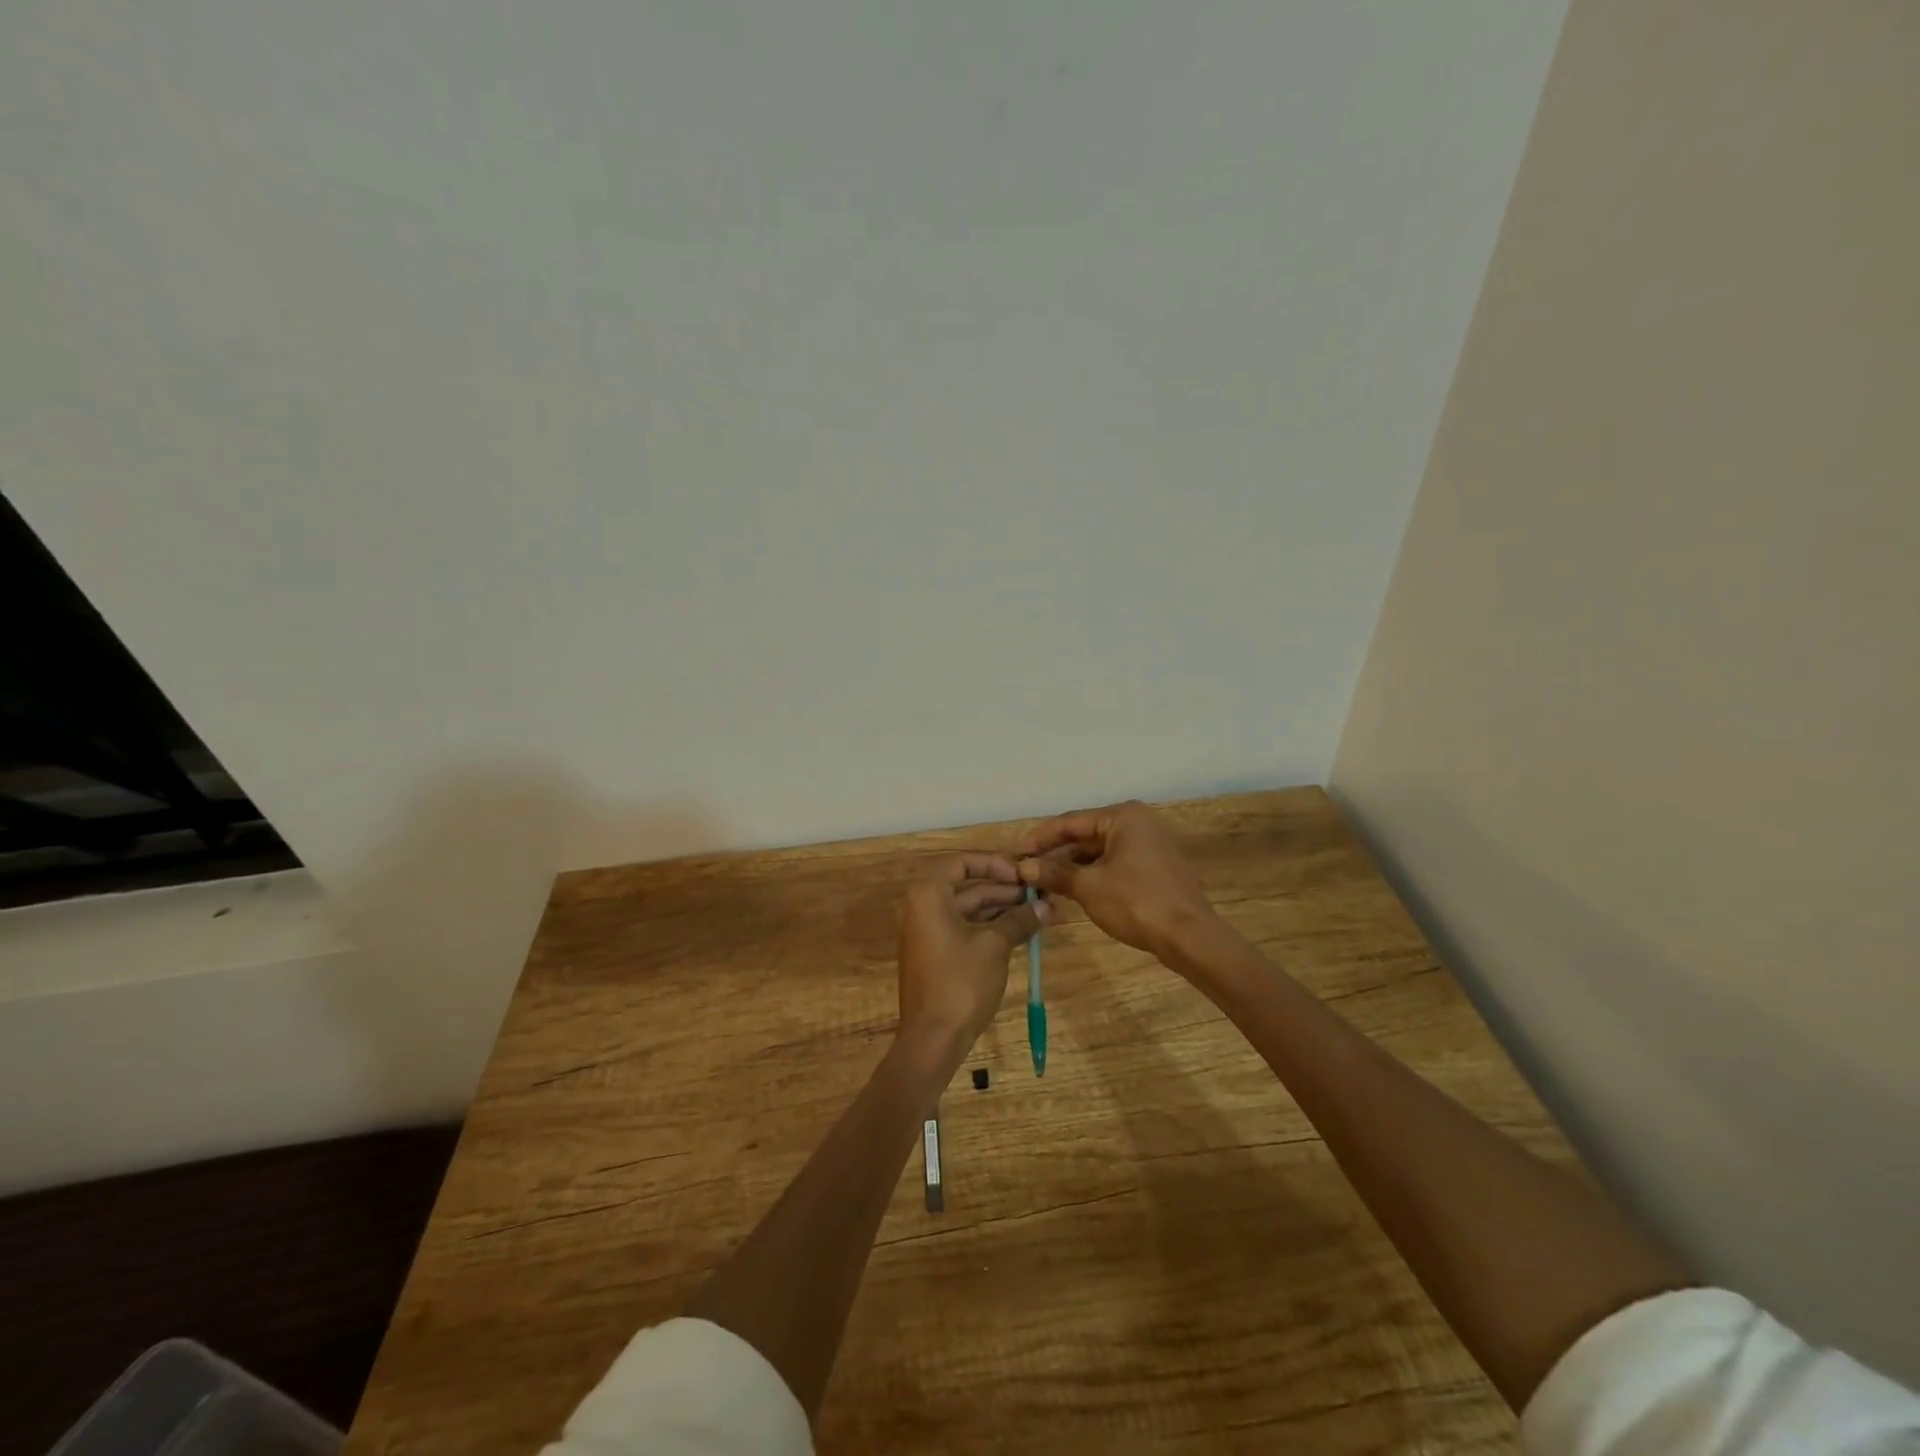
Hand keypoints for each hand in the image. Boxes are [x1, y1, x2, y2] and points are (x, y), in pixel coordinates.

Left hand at [897, 854, 1049, 1053]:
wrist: (932, 1038)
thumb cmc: (961, 981)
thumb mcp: (995, 945)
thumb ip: (1020, 920)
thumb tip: (1048, 906)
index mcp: (930, 895)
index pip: (962, 862)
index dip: (994, 863)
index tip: (1022, 874)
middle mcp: (923, 908)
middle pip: (967, 887)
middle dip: (1004, 889)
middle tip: (1040, 894)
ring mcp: (928, 933)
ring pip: (968, 910)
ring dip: (1001, 910)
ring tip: (1038, 912)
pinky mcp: (936, 955)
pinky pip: (964, 929)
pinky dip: (990, 928)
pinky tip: (1020, 932)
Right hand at [1016, 800, 1219, 960]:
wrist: (1190, 938)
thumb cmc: (1136, 903)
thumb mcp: (1088, 887)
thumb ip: (1054, 873)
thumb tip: (1024, 868)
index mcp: (1123, 816)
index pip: (1070, 822)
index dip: (1039, 838)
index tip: (1015, 854)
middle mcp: (1138, 823)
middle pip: (1085, 835)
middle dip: (1055, 854)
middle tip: (1026, 870)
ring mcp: (1150, 845)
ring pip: (1099, 851)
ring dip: (1072, 867)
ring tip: (1043, 883)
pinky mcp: (1156, 867)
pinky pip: (1115, 863)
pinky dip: (1093, 874)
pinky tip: (1072, 890)